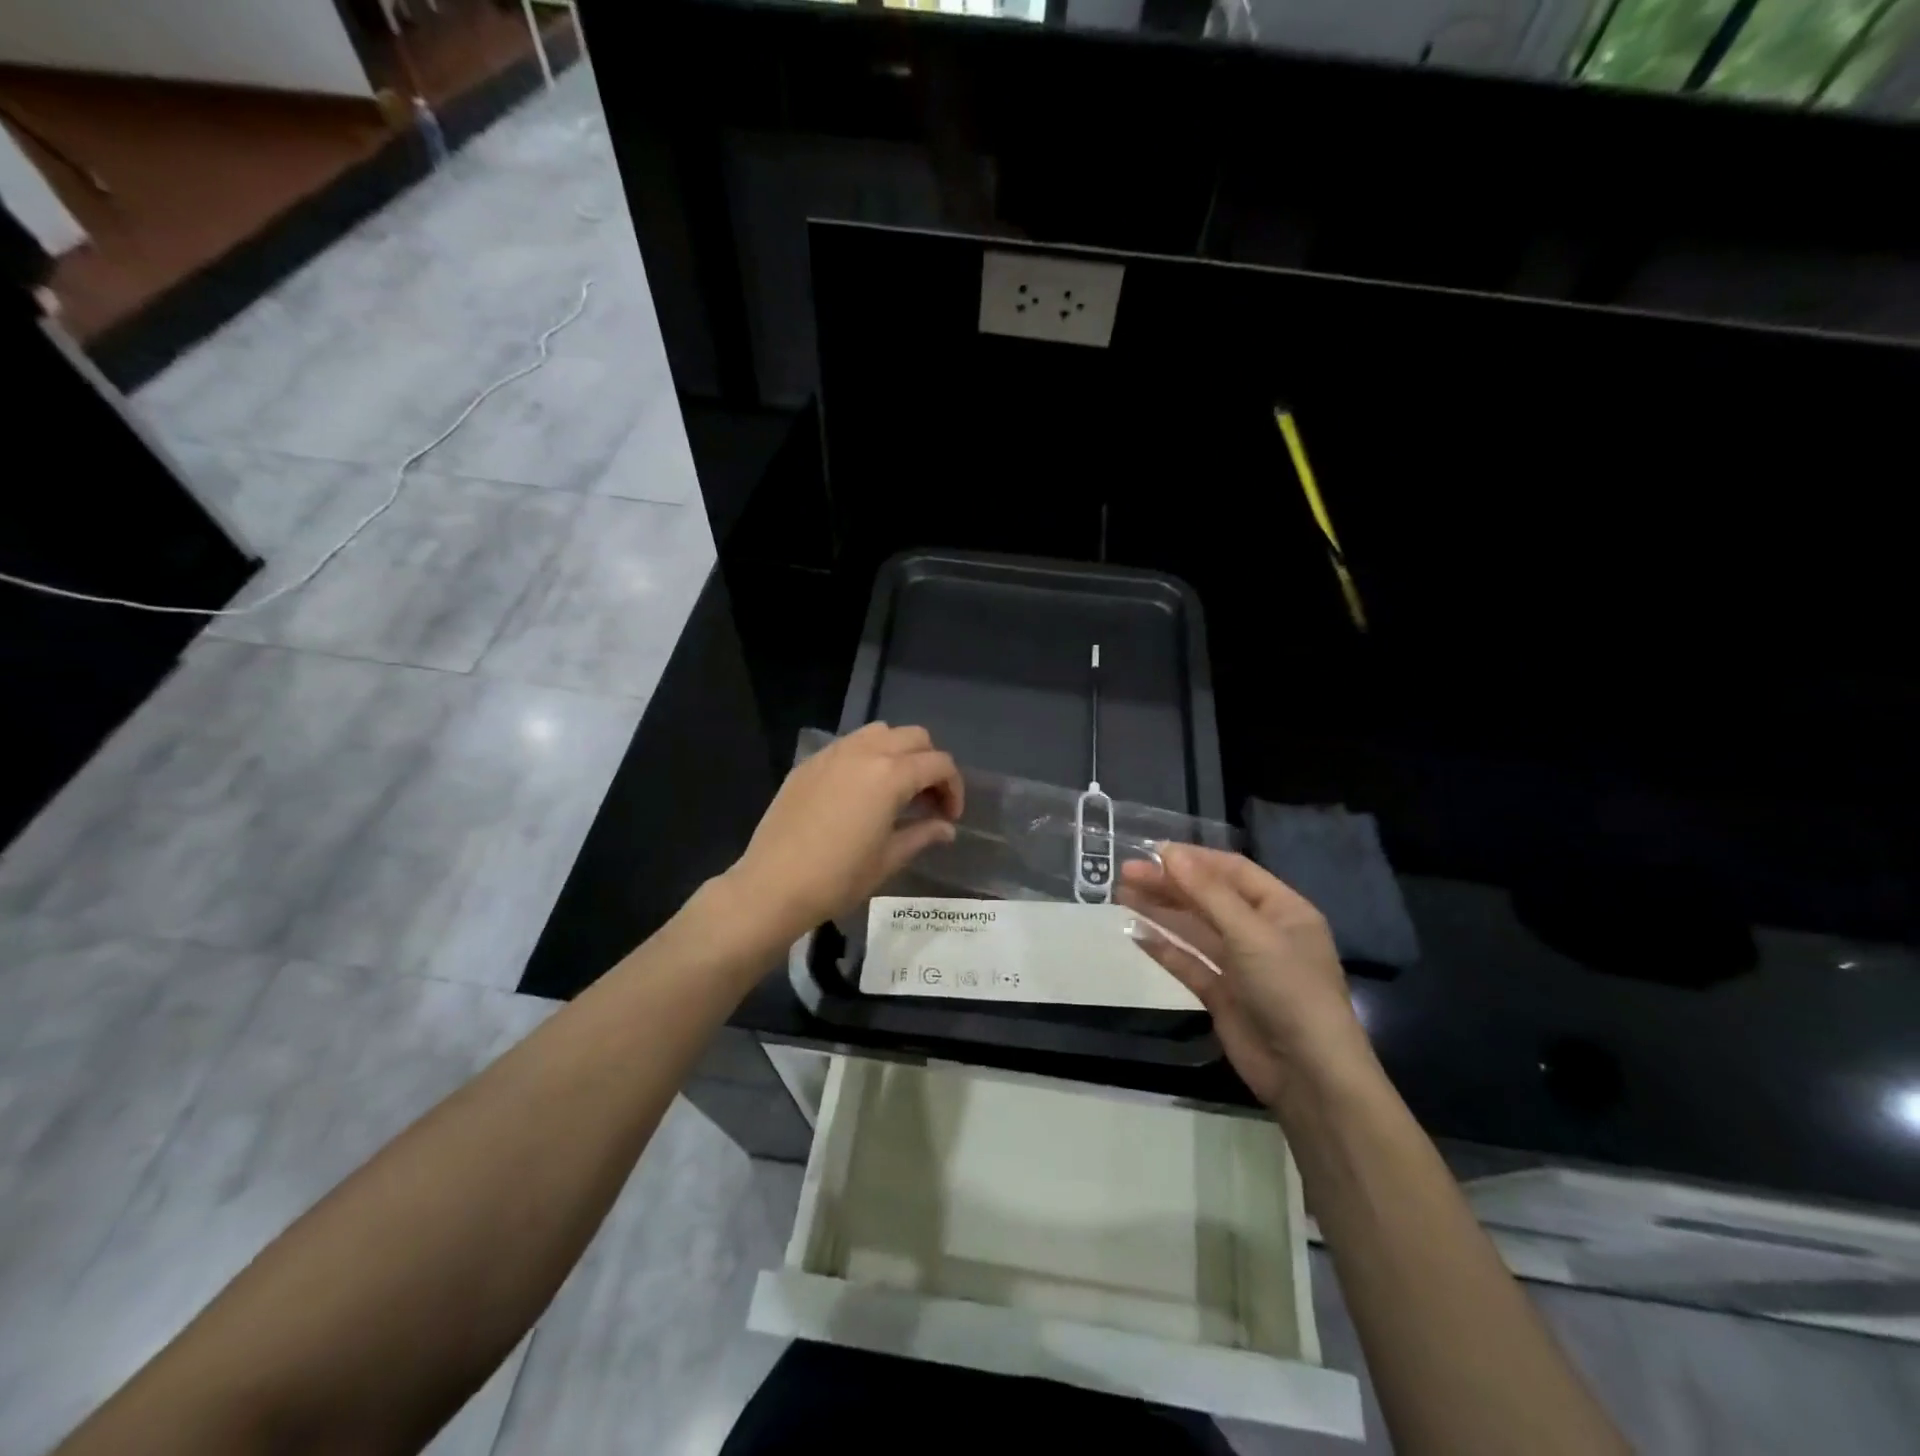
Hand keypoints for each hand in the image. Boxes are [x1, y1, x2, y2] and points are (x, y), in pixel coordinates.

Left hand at [725, 724, 963, 944]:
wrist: (773, 885)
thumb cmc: (838, 878)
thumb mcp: (889, 859)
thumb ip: (922, 834)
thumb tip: (946, 828)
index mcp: (891, 775)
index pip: (939, 764)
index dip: (954, 788)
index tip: (949, 817)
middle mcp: (865, 752)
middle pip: (914, 737)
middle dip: (930, 763)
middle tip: (927, 799)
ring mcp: (833, 754)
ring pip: (880, 732)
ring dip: (898, 752)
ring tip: (896, 788)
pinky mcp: (809, 763)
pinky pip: (849, 745)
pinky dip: (867, 757)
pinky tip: (860, 792)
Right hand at [1119, 844, 1374, 1110]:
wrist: (1308, 1074)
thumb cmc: (1289, 989)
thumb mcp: (1250, 933)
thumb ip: (1207, 892)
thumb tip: (1168, 852)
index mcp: (1282, 909)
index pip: (1232, 871)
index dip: (1193, 859)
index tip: (1151, 851)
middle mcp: (1261, 932)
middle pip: (1208, 898)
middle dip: (1169, 884)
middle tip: (1125, 873)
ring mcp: (1241, 965)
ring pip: (1194, 929)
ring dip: (1161, 911)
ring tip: (1122, 894)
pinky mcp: (1222, 995)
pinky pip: (1189, 963)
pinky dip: (1163, 948)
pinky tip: (1135, 934)